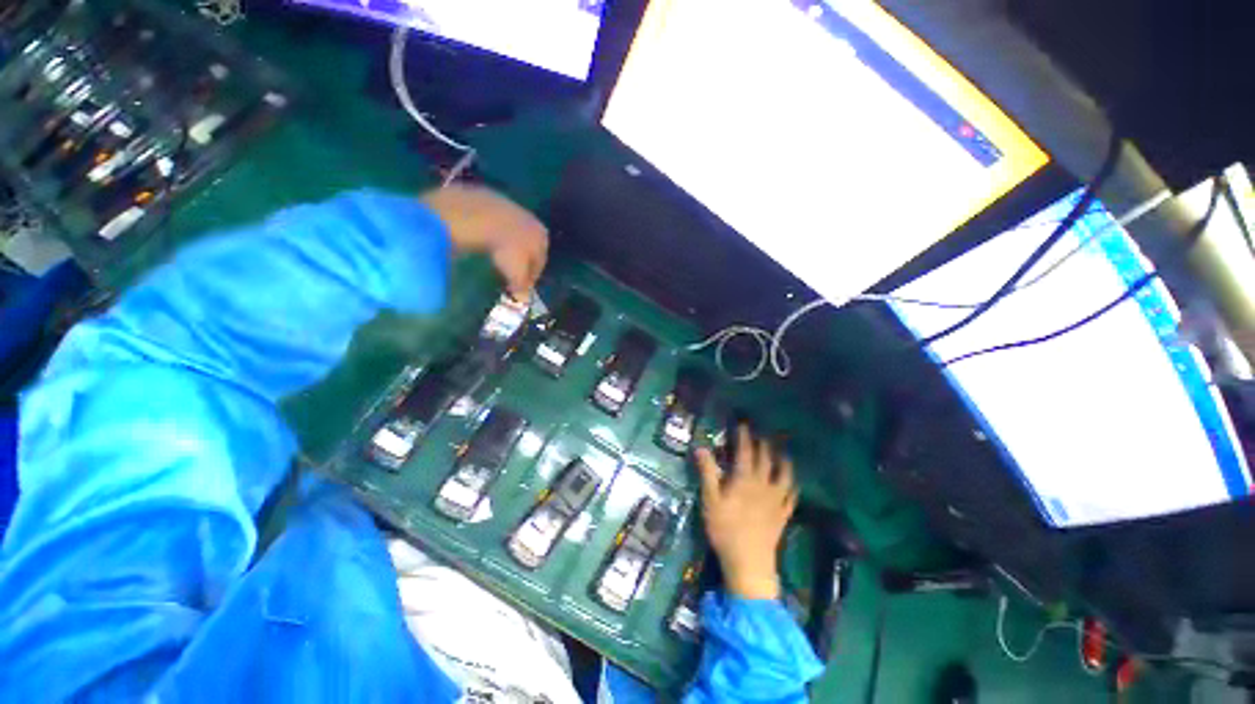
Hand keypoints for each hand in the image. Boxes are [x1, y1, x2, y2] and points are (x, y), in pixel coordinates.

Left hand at [421, 185, 548, 299]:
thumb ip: (522, 287)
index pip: (541, 261)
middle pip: (528, 245)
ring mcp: (511, 207)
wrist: (480, 216)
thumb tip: (523, 300)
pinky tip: (481, 241)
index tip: (522, 286)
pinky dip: (489, 232)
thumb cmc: (506, 249)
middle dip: (520, 258)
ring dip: (505, 244)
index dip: (532, 276)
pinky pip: (492, 223)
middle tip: (508, 272)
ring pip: (511, 232)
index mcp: (542, 237)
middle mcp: (532, 220)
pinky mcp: (489, 199)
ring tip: (493, 257)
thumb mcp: (516, 274)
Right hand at [696, 425, 798, 599]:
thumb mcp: (710, 499)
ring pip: (784, 474)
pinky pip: (791, 495)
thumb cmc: (725, 529)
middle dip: (762, 443)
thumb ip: (707, 472)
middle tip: (760, 434)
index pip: (745, 450)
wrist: (749, 562)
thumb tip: (700, 447)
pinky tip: (792, 483)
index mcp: (744, 478)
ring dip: (783, 460)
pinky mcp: (783, 514)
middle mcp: (763, 484)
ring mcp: (776, 499)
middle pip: (765, 459)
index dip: (744, 436)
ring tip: (782, 452)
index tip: (743, 424)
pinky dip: (792, 485)